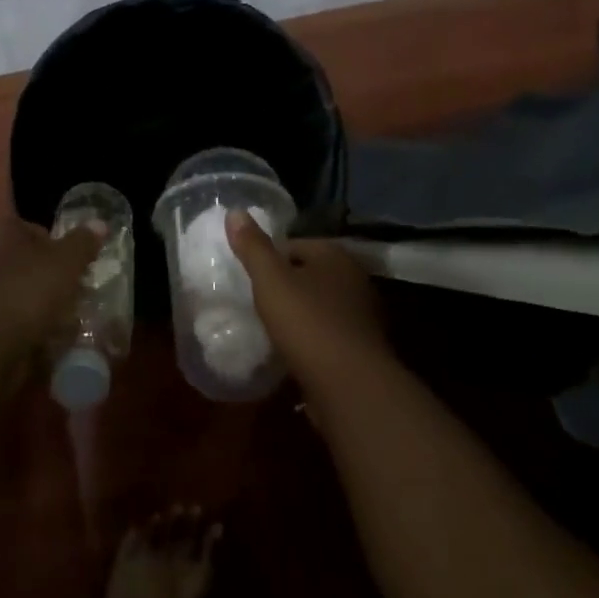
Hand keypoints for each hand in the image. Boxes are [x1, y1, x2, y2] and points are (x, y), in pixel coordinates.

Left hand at [0, 216, 104, 349]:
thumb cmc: (28, 291)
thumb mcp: (66, 262)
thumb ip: (83, 242)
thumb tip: (100, 222)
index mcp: (7, 232)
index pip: (39, 231)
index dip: (62, 246)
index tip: (80, 267)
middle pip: (31, 264)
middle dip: (54, 280)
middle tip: (79, 297)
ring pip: (24, 296)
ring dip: (44, 309)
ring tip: (69, 324)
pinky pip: (15, 324)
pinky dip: (31, 332)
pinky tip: (48, 343)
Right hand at [226, 211, 387, 384]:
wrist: (351, 386)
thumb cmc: (308, 323)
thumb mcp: (271, 280)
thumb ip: (252, 247)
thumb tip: (235, 211)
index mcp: (335, 255)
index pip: (295, 245)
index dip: (269, 258)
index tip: (249, 277)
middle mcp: (354, 279)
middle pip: (310, 274)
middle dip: (286, 286)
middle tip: (257, 301)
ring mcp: (363, 315)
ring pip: (321, 305)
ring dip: (300, 315)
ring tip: (271, 328)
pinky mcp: (363, 349)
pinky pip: (330, 335)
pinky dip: (313, 340)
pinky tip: (293, 353)